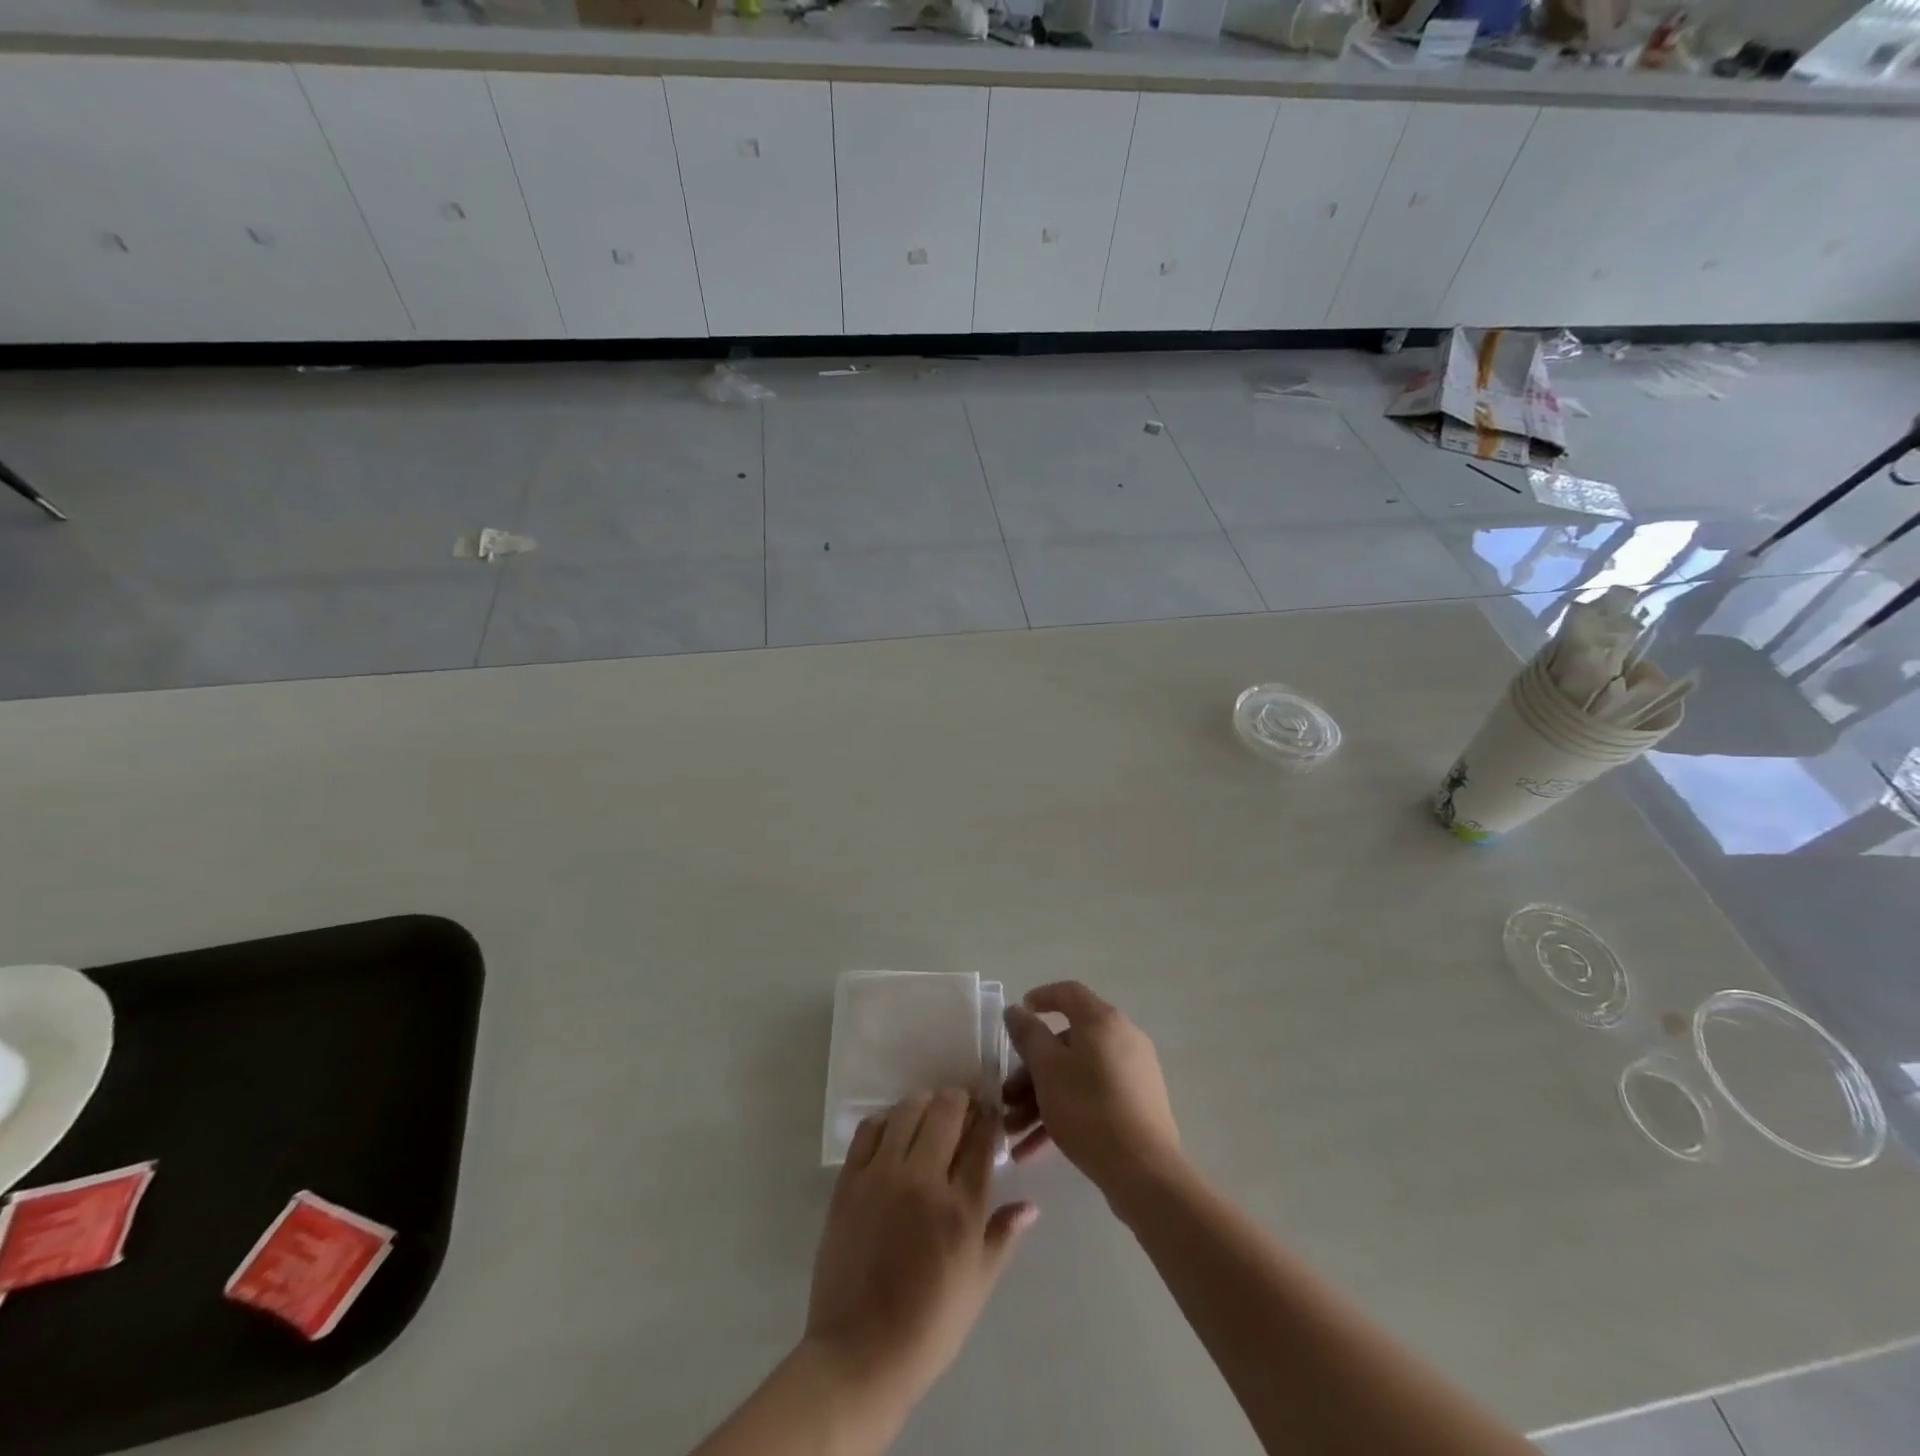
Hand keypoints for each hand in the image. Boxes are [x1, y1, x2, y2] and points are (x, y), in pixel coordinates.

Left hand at [804, 1089, 1037, 1417]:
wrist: (859, 1355)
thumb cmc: (928, 1328)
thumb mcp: (978, 1286)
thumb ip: (1003, 1236)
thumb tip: (1030, 1206)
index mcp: (961, 1208)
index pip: (981, 1137)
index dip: (989, 1116)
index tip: (990, 1111)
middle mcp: (924, 1180)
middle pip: (946, 1109)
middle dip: (960, 1101)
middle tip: (961, 1112)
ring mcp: (882, 1176)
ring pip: (908, 1109)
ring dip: (925, 1105)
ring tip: (929, 1119)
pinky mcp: (849, 1182)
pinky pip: (869, 1130)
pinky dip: (886, 1122)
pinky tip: (893, 1134)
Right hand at [1001, 982, 1181, 1196]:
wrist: (1144, 1171)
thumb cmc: (1089, 1109)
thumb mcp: (1047, 1069)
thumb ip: (1028, 1035)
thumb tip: (1017, 1009)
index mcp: (1102, 1021)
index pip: (1068, 993)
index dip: (1040, 999)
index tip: (1016, 1018)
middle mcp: (1122, 1039)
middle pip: (1067, 1043)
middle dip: (1030, 1071)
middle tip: (1007, 1098)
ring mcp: (1133, 1073)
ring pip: (1076, 1075)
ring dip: (1041, 1099)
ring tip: (1013, 1133)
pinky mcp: (1137, 1105)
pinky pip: (1092, 1098)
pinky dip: (1063, 1115)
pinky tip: (1033, 1151)